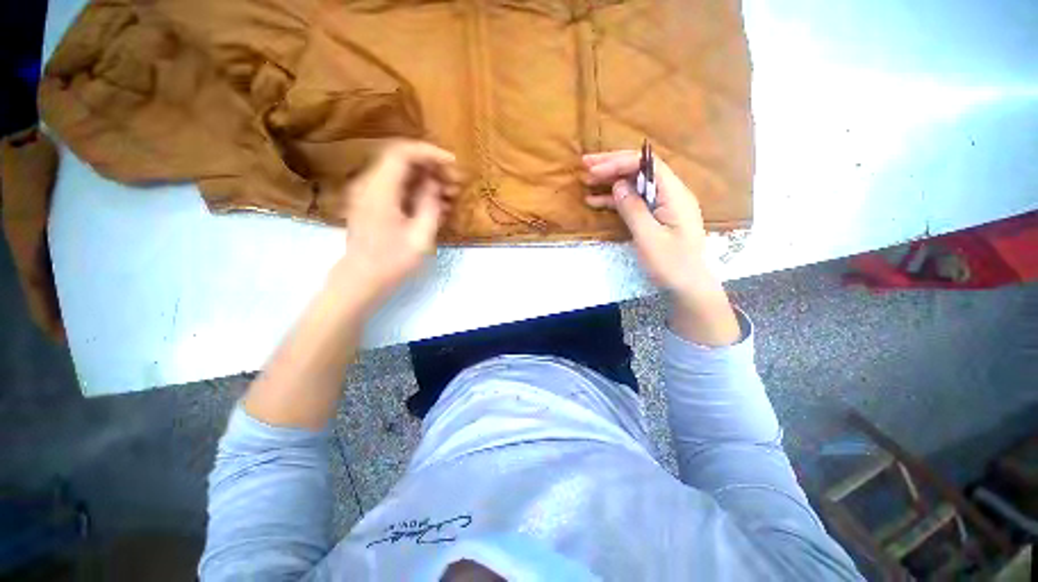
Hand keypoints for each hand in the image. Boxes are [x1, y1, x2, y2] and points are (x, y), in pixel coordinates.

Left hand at [333, 140, 459, 306]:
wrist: (362, 279)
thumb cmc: (392, 263)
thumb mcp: (420, 237)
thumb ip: (430, 205)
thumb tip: (435, 184)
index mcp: (380, 190)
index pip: (402, 153)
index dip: (430, 153)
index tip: (452, 164)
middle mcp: (370, 184)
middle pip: (402, 160)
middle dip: (432, 167)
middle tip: (456, 184)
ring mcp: (369, 193)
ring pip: (401, 174)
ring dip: (427, 180)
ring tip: (451, 196)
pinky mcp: (373, 203)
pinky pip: (398, 187)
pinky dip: (418, 191)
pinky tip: (436, 205)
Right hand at [583, 150, 711, 296]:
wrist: (688, 286)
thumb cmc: (672, 264)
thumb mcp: (649, 238)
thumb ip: (633, 209)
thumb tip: (618, 184)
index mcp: (674, 194)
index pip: (647, 165)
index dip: (619, 162)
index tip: (596, 169)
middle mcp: (671, 194)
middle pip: (641, 170)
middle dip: (613, 165)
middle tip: (586, 164)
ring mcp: (664, 205)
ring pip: (635, 185)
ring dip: (611, 181)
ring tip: (587, 180)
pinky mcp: (656, 217)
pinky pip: (635, 201)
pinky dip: (615, 200)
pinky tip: (596, 201)